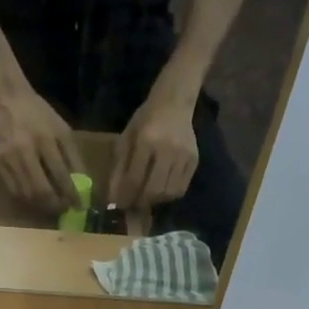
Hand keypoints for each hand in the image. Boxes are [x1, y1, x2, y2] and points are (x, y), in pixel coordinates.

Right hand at [0, 87, 82, 208]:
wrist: (6, 100)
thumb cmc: (39, 114)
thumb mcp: (62, 130)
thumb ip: (73, 157)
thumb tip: (83, 185)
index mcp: (45, 139)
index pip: (61, 175)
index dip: (71, 195)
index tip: (79, 207)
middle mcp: (25, 151)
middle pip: (41, 190)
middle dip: (55, 205)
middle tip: (64, 210)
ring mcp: (8, 159)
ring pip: (26, 194)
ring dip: (41, 206)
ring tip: (52, 206)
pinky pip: (14, 190)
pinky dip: (27, 199)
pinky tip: (35, 199)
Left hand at [108, 88, 197, 209]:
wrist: (174, 103)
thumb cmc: (146, 120)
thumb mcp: (126, 138)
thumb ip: (119, 168)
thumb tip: (113, 198)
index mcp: (147, 141)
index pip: (135, 179)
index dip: (126, 196)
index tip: (119, 205)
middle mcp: (168, 149)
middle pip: (154, 190)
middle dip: (141, 202)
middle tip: (133, 204)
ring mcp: (184, 155)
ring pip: (169, 192)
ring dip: (156, 200)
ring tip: (147, 196)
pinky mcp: (194, 159)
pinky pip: (181, 188)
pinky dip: (169, 194)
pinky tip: (161, 189)